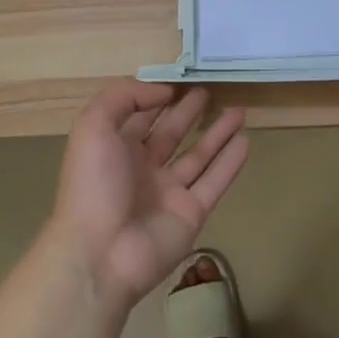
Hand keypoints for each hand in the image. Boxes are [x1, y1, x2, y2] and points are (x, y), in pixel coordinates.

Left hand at [46, 81, 249, 311]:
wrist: (100, 254)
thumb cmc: (93, 185)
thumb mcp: (93, 126)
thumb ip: (123, 98)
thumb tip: (162, 92)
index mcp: (114, 150)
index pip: (138, 118)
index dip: (154, 100)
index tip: (177, 83)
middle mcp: (141, 170)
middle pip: (170, 135)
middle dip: (187, 114)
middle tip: (209, 93)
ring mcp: (168, 193)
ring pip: (198, 156)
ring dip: (218, 134)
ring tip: (239, 111)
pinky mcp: (191, 213)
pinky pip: (214, 182)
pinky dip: (230, 163)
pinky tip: (246, 141)